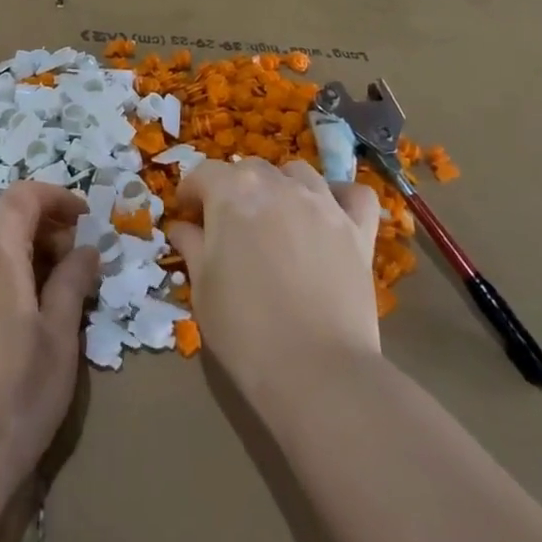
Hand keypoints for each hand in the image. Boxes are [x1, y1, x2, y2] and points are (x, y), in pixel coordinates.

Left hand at [0, 181, 100, 529]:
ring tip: (51, 290)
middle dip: (43, 227)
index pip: (23, 196)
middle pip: (4, 219)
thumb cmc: (18, 393)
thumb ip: (73, 282)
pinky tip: (16, 314)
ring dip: (21, 252)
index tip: (86, 218)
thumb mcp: (60, 337)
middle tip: (76, 261)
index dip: (57, 198)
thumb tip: (86, 250)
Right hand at [167, 158, 381, 407]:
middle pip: (250, 169)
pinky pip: (355, 195)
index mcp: (232, 193)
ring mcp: (323, 204)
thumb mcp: (202, 287)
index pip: (203, 173)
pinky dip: (341, 197)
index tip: (186, 215)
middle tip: (228, 225)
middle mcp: (278, 185)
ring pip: (297, 173)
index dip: (190, 193)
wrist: (316, 371)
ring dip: (281, 187)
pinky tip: (330, 215)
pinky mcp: (358, 230)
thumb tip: (183, 228)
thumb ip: (191, 246)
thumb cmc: (244, 329)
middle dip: (233, 188)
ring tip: (276, 219)